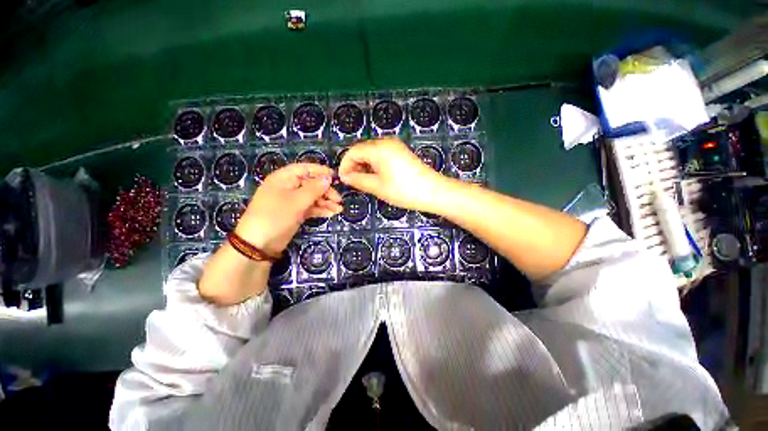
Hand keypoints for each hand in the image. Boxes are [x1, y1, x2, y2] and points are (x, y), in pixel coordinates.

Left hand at [234, 163, 341, 254]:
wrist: (259, 244)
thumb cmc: (275, 216)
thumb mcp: (296, 201)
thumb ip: (314, 189)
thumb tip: (328, 178)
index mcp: (283, 179)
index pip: (304, 169)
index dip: (320, 171)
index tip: (335, 176)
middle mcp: (288, 187)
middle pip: (311, 184)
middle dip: (326, 191)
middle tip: (338, 200)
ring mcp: (292, 201)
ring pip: (312, 197)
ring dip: (326, 202)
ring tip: (338, 209)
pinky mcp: (295, 213)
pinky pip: (310, 208)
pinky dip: (320, 210)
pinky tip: (331, 213)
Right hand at [338, 138, 446, 211]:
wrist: (434, 192)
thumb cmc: (404, 190)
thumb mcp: (377, 187)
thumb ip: (358, 180)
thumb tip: (345, 177)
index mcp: (378, 148)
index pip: (353, 152)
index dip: (345, 165)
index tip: (342, 180)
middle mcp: (386, 142)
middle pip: (362, 150)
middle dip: (354, 165)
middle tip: (352, 183)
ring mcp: (395, 146)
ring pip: (372, 153)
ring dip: (364, 166)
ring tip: (363, 182)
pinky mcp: (401, 152)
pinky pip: (382, 155)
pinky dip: (375, 165)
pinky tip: (376, 177)